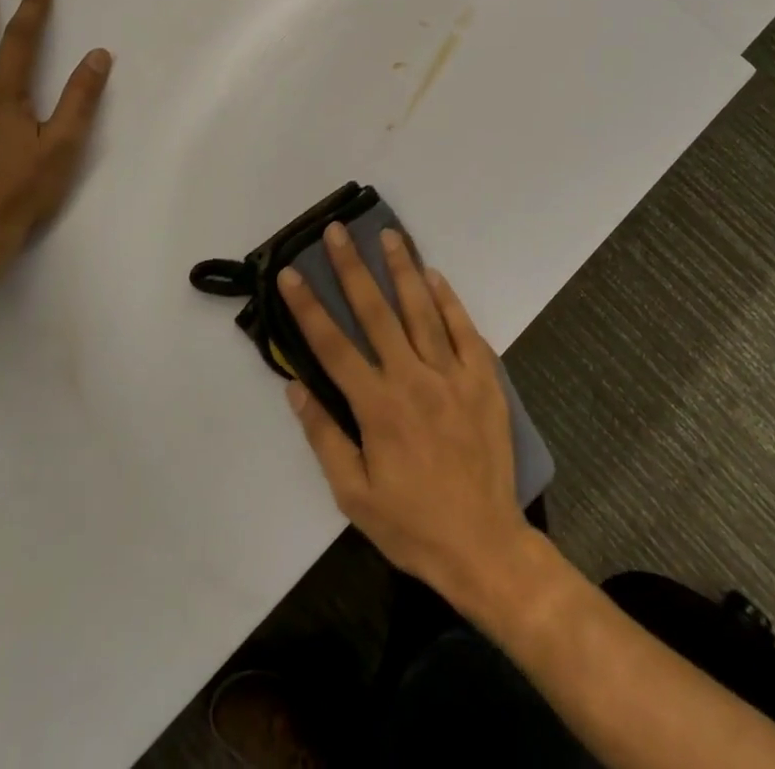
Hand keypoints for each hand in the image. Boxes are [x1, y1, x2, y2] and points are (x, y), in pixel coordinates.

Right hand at [281, 223, 534, 611]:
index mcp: (377, 407)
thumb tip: (295, 388)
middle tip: (338, 231)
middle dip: (353, 269)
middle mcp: (412, 379)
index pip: (333, 346)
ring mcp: (452, 374)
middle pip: (377, 313)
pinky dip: (448, 300)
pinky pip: (463, 329)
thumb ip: (324, 436)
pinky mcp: (483, 378)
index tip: (291, 274)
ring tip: (388, 235)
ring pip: (422, 310)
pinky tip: (435, 275)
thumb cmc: (411, 524)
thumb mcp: (353, 496)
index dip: (308, 307)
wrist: (484, 544)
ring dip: (402, 269)